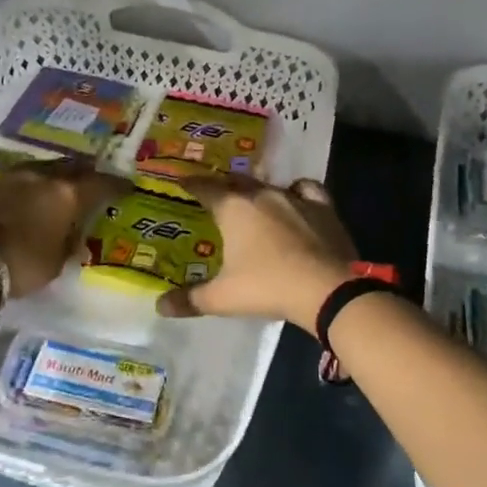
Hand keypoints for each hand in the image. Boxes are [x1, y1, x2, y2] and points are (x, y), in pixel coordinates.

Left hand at [0, 159, 127, 296]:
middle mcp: (42, 178)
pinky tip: (23, 193)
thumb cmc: (20, 264)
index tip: (127, 186)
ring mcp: (10, 177)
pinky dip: (25, 185)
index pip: (100, 184)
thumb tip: (73, 239)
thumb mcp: (55, 263)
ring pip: (40, 168)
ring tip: (58, 180)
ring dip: (52, 173)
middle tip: (92, 174)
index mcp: (67, 195)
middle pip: (70, 166)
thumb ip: (67, 245)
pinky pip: (13, 180)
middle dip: (84, 170)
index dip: (116, 185)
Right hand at [157, 176, 359, 333]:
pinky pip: (305, 189)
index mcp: (233, 209)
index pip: (205, 188)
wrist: (327, 288)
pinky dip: (296, 191)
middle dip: (222, 184)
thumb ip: (191, 299)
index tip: (183, 181)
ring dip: (256, 189)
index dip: (191, 184)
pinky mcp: (322, 206)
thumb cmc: (267, 287)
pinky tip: (295, 198)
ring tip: (250, 197)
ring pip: (268, 184)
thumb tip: (160, 306)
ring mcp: (294, 197)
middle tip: (214, 191)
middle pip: (235, 181)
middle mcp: (261, 195)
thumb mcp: (223, 298)